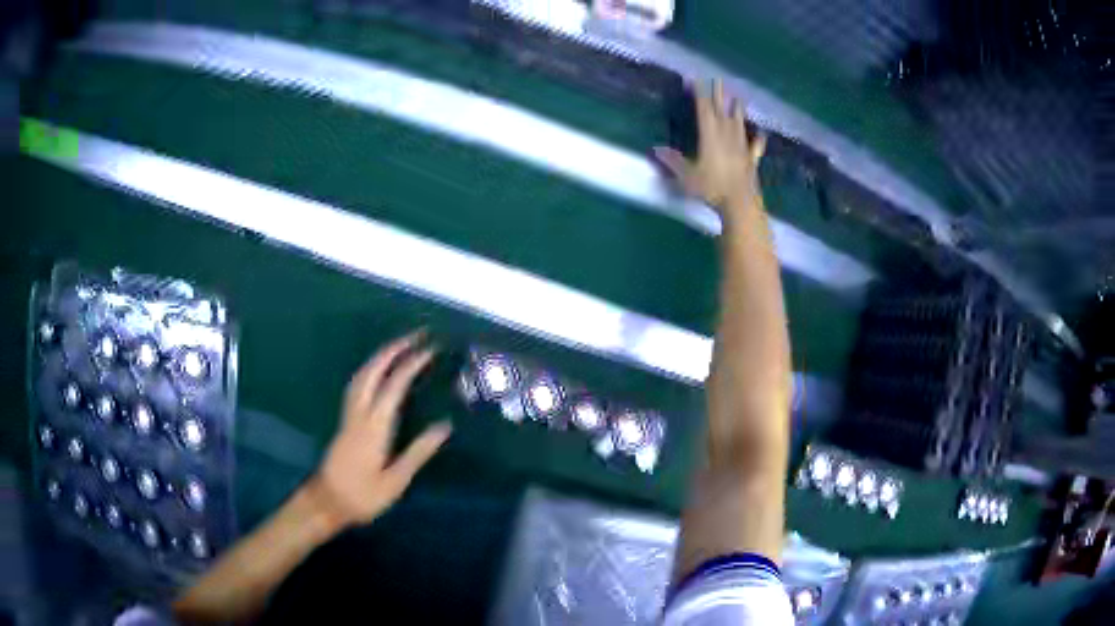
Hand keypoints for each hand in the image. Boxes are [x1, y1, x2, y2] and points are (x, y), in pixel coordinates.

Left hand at [307, 330, 452, 527]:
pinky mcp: (345, 421)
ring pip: (361, 375)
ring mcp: (349, 415)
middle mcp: (360, 413)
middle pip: (373, 371)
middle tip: (415, 335)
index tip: (430, 349)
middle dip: (393, 349)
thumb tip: (444, 426)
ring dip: (380, 356)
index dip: (412, 364)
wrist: (327, 502)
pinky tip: (377, 371)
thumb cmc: (363, 496)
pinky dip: (370, 369)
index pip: (394, 386)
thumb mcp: (396, 480)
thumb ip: (419, 452)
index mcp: (375, 426)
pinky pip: (357, 384)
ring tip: (399, 346)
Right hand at [654, 80, 766, 222]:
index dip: (699, 93)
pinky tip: (761, 135)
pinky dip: (757, 140)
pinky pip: (755, 147)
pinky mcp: (751, 160)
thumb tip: (656, 149)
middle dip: (718, 95)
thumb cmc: (712, 188)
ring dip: (737, 109)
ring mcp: (741, 147)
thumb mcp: (687, 176)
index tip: (696, 79)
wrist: (740, 204)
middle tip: (718, 79)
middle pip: (722, 111)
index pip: (703, 109)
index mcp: (710, 135)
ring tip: (738, 97)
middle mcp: (727, 136)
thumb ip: (673, 162)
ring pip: (738, 123)